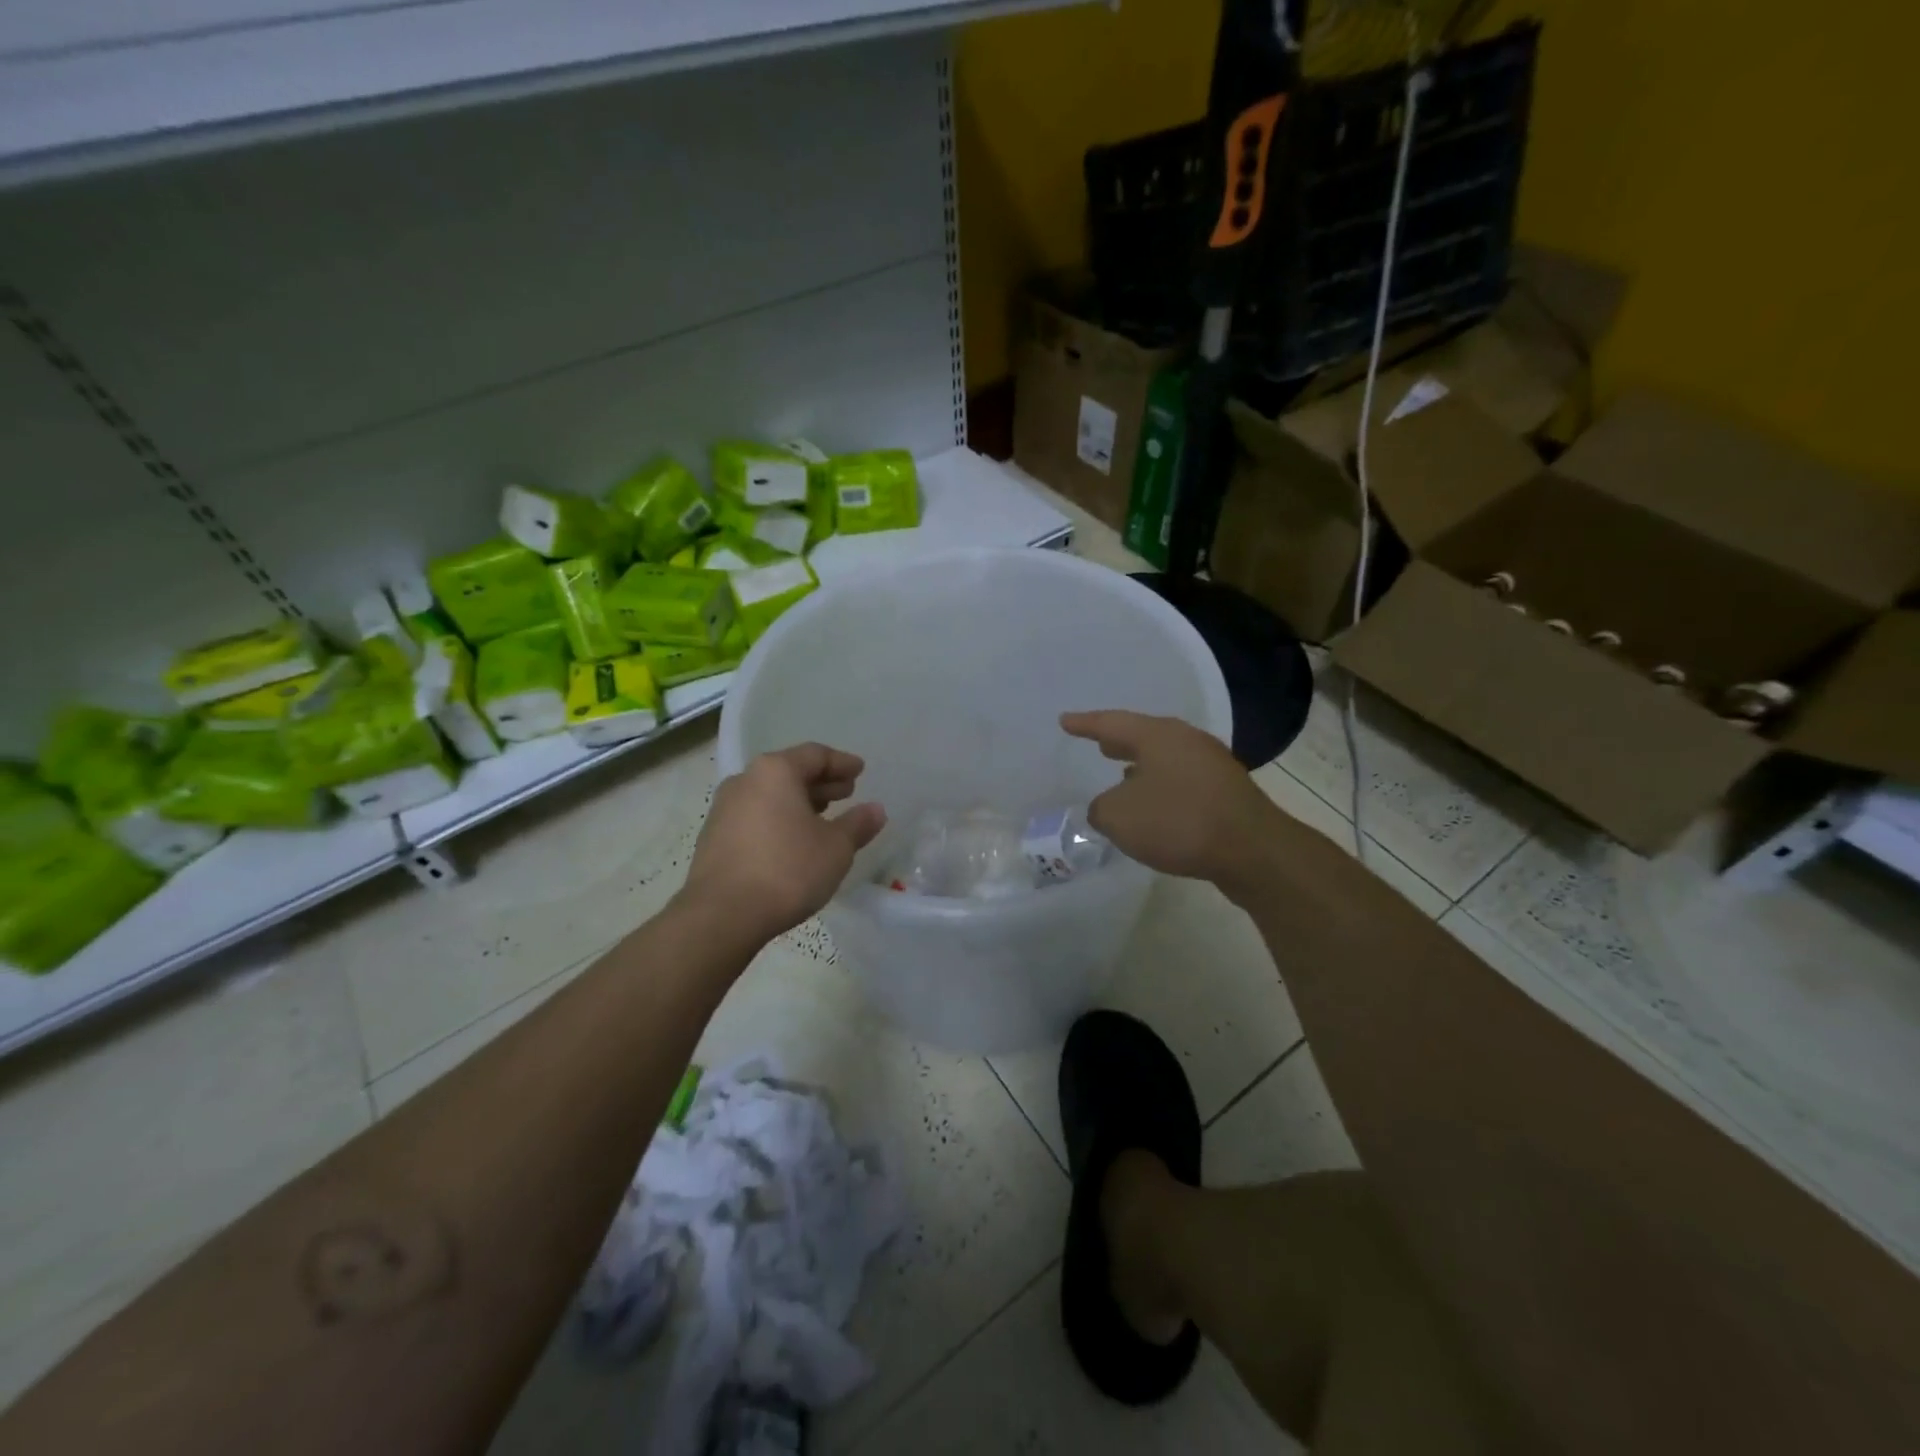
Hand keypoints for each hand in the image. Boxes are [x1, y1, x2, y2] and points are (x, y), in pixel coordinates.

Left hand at [682, 743, 886, 944]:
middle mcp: (745, 780)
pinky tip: (793, 840)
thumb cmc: (788, 870)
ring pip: (770, 795)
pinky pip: (755, 816)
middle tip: (846, 793)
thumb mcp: (836, 848)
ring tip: (823, 817)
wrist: (722, 915)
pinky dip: (779, 819)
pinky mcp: (714, 837)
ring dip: (799, 802)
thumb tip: (876, 810)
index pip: (815, 755)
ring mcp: (724, 809)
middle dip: (821, 782)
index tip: (860, 771)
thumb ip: (858, 824)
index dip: (842, 763)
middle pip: (789, 772)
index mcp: (775, 771)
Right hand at [1061, 711, 1279, 892]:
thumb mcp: (1119, 817)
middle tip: (1099, 743)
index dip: (1085, 724)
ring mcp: (1212, 765)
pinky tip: (1156, 805)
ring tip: (1123, 775)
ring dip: (1143, 766)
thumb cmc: (1178, 822)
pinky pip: (1183, 781)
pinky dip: (1163, 787)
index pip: (1111, 723)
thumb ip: (1101, 808)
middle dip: (1119, 741)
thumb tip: (1108, 807)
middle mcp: (1186, 740)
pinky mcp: (1227, 792)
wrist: (1252, 850)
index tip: (1065, 721)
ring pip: (1166, 758)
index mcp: (1158, 735)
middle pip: (1144, 736)